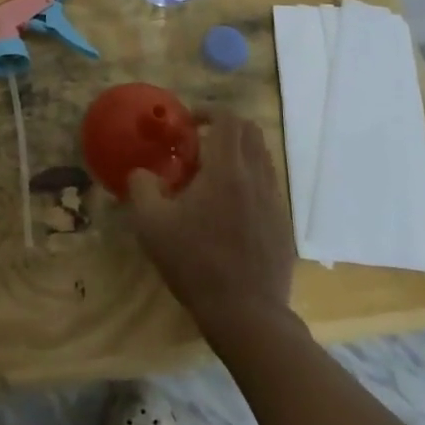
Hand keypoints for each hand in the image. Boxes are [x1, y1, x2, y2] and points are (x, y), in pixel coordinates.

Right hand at [126, 112, 295, 344]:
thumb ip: (141, 188)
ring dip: (238, 153)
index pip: (228, 119)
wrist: (246, 313)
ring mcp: (274, 200)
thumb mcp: (151, 224)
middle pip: (250, 131)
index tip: (188, 121)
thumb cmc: (195, 262)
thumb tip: (142, 173)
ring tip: (212, 176)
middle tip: (199, 144)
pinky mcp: (282, 223)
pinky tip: (229, 208)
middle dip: (224, 127)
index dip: (208, 111)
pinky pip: (268, 185)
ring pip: (262, 158)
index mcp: (227, 169)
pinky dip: (249, 180)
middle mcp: (257, 176)